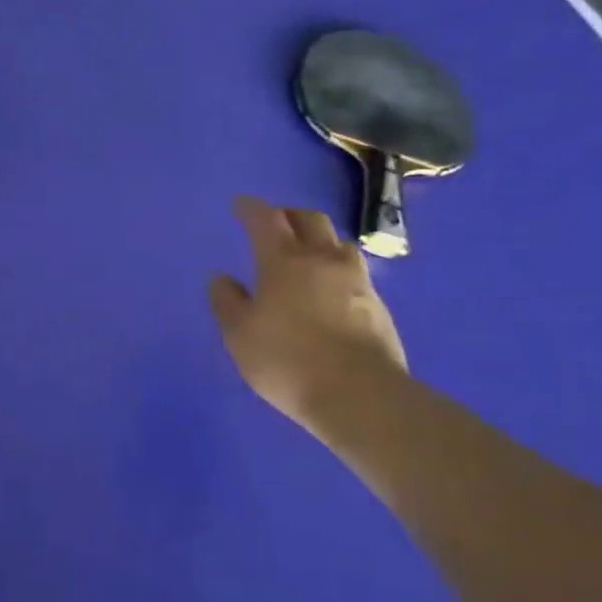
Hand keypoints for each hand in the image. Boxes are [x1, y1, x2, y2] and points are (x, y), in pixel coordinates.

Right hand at [208, 197, 408, 432]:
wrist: (362, 397)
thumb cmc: (288, 360)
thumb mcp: (239, 334)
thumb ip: (227, 301)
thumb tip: (222, 277)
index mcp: (284, 261)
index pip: (266, 219)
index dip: (251, 208)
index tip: (241, 204)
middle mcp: (323, 260)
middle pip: (310, 219)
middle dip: (289, 214)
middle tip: (275, 222)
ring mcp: (357, 282)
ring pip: (339, 243)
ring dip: (320, 239)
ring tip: (308, 253)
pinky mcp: (379, 307)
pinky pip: (355, 273)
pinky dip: (337, 269)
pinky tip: (331, 289)